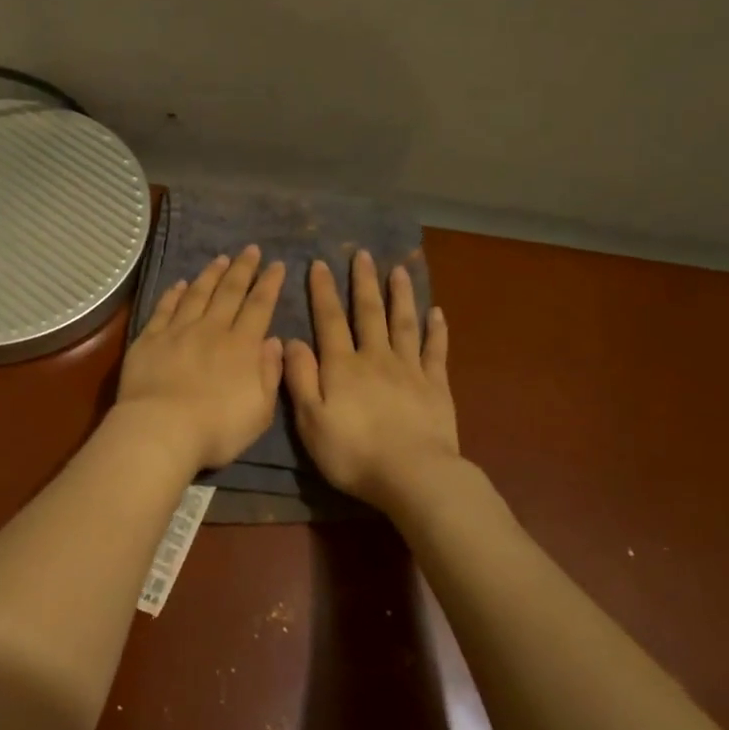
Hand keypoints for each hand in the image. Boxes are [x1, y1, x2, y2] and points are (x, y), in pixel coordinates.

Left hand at [115, 246, 286, 472]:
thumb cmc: (217, 429)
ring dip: (211, 274)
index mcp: (242, 347)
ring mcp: (178, 331)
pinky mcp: (149, 339)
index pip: (260, 307)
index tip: (276, 265)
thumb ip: (269, 373)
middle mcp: (212, 330)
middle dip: (243, 269)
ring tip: (220, 258)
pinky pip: (164, 308)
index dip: (269, 284)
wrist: (162, 430)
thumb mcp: (260, 410)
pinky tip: (180, 284)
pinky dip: (174, 293)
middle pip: (229, 292)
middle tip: (250, 249)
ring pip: (198, 294)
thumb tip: (274, 341)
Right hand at [284, 250, 459, 508]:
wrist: (413, 475)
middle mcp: (375, 358)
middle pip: (369, 313)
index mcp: (342, 366)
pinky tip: (437, 313)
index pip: (330, 320)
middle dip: (364, 282)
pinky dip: (436, 330)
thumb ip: (300, 378)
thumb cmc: (353, 453)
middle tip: (363, 254)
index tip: (321, 264)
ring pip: (404, 323)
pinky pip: (436, 350)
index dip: (324, 291)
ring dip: (400, 295)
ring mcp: (409, 369)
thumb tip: (291, 340)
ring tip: (399, 270)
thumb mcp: (311, 420)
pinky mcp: (436, 386)